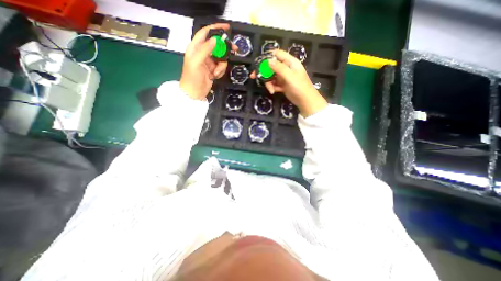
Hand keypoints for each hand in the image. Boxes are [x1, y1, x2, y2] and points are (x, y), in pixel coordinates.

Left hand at [179, 23, 235, 99]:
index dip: (216, 29)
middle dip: (225, 49)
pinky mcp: (213, 69)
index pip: (206, 33)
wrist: (194, 93)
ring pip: (221, 58)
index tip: (227, 28)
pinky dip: (220, 72)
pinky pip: (221, 67)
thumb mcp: (197, 62)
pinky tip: (214, 76)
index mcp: (195, 47)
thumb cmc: (192, 77)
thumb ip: (205, 49)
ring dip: (221, 66)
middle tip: (235, 50)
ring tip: (215, 73)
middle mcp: (203, 52)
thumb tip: (215, 39)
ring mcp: (209, 61)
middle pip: (217, 45)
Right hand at [251, 49, 328, 117]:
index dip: (267, 57)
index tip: (259, 63)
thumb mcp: (289, 76)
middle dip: (263, 72)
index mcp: (290, 62)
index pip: (277, 54)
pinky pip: (274, 84)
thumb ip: (279, 68)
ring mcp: (284, 77)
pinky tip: (273, 91)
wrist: (305, 101)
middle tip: (254, 76)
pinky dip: (272, 87)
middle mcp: (286, 68)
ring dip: (268, 83)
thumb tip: (268, 61)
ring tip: (270, 90)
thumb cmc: (299, 87)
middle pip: (271, 66)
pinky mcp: (283, 85)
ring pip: (271, 76)